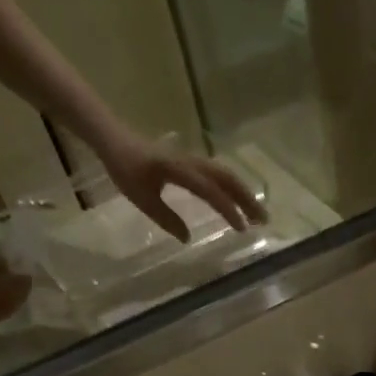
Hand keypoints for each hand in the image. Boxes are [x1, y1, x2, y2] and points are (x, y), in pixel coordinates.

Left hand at [104, 134, 265, 242]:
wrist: (112, 137)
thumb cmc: (124, 167)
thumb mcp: (140, 197)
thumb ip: (165, 218)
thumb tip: (188, 238)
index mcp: (178, 169)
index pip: (208, 189)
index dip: (226, 208)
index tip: (242, 228)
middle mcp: (190, 162)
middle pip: (225, 178)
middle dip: (246, 199)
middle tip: (263, 221)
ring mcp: (192, 161)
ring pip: (224, 175)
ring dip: (243, 194)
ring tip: (258, 215)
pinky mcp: (191, 163)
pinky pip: (217, 175)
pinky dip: (233, 188)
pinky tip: (240, 203)